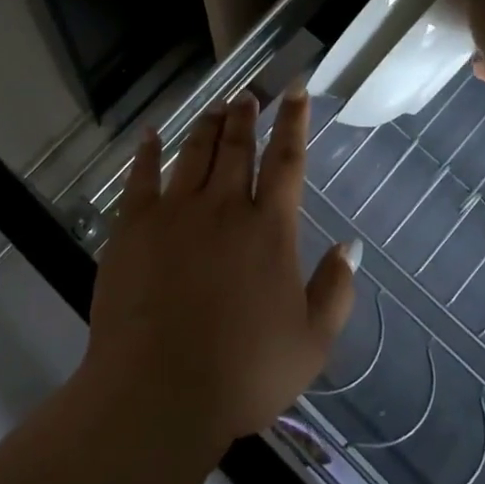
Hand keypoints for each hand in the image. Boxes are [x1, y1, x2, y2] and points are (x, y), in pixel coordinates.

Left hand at [83, 89, 358, 450]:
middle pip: (237, 146)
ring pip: (194, 152)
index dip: (294, 122)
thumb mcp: (311, 343)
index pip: (287, 160)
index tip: (296, 91)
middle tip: (248, 95)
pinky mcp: (133, 225)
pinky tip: (151, 134)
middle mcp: (223, 207)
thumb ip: (335, 290)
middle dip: (246, 115)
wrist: (159, 391)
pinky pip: (141, 175)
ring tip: (216, 107)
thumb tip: (351, 246)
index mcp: (268, 230)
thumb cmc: (243, 374)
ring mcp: (174, 211)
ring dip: (207, 125)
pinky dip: (148, 151)